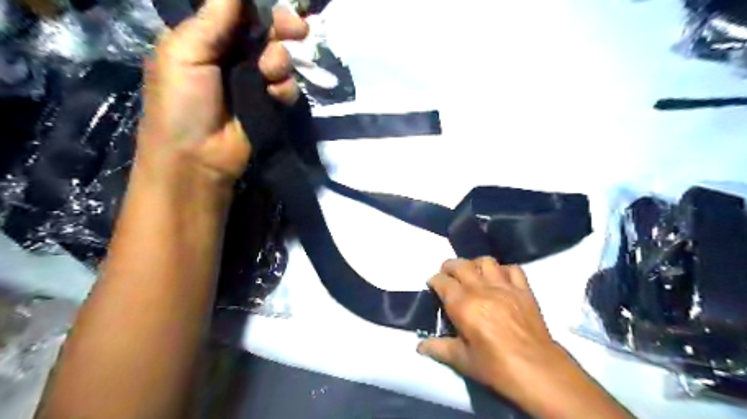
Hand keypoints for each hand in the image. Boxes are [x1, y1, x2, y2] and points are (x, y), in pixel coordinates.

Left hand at [137, 1, 306, 184]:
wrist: (198, 159)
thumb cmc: (181, 103)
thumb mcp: (184, 54)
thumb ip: (213, 20)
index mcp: (205, 38)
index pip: (236, 11)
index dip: (258, 5)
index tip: (279, 5)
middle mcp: (231, 56)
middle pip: (264, 31)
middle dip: (282, 27)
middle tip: (298, 29)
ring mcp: (253, 82)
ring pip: (279, 58)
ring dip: (280, 62)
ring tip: (269, 74)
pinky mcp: (269, 104)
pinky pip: (286, 87)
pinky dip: (285, 89)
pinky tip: (275, 96)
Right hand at [419, 259, 565, 404]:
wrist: (537, 370)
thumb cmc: (495, 367)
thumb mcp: (462, 361)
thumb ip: (439, 348)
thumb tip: (419, 346)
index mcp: (463, 304)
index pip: (442, 281)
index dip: (434, 281)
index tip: (433, 286)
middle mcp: (481, 289)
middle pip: (460, 264)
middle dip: (449, 266)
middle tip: (448, 275)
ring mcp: (504, 287)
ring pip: (486, 261)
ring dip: (475, 264)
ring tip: (472, 274)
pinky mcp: (524, 290)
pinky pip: (513, 269)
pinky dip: (503, 270)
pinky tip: (500, 279)